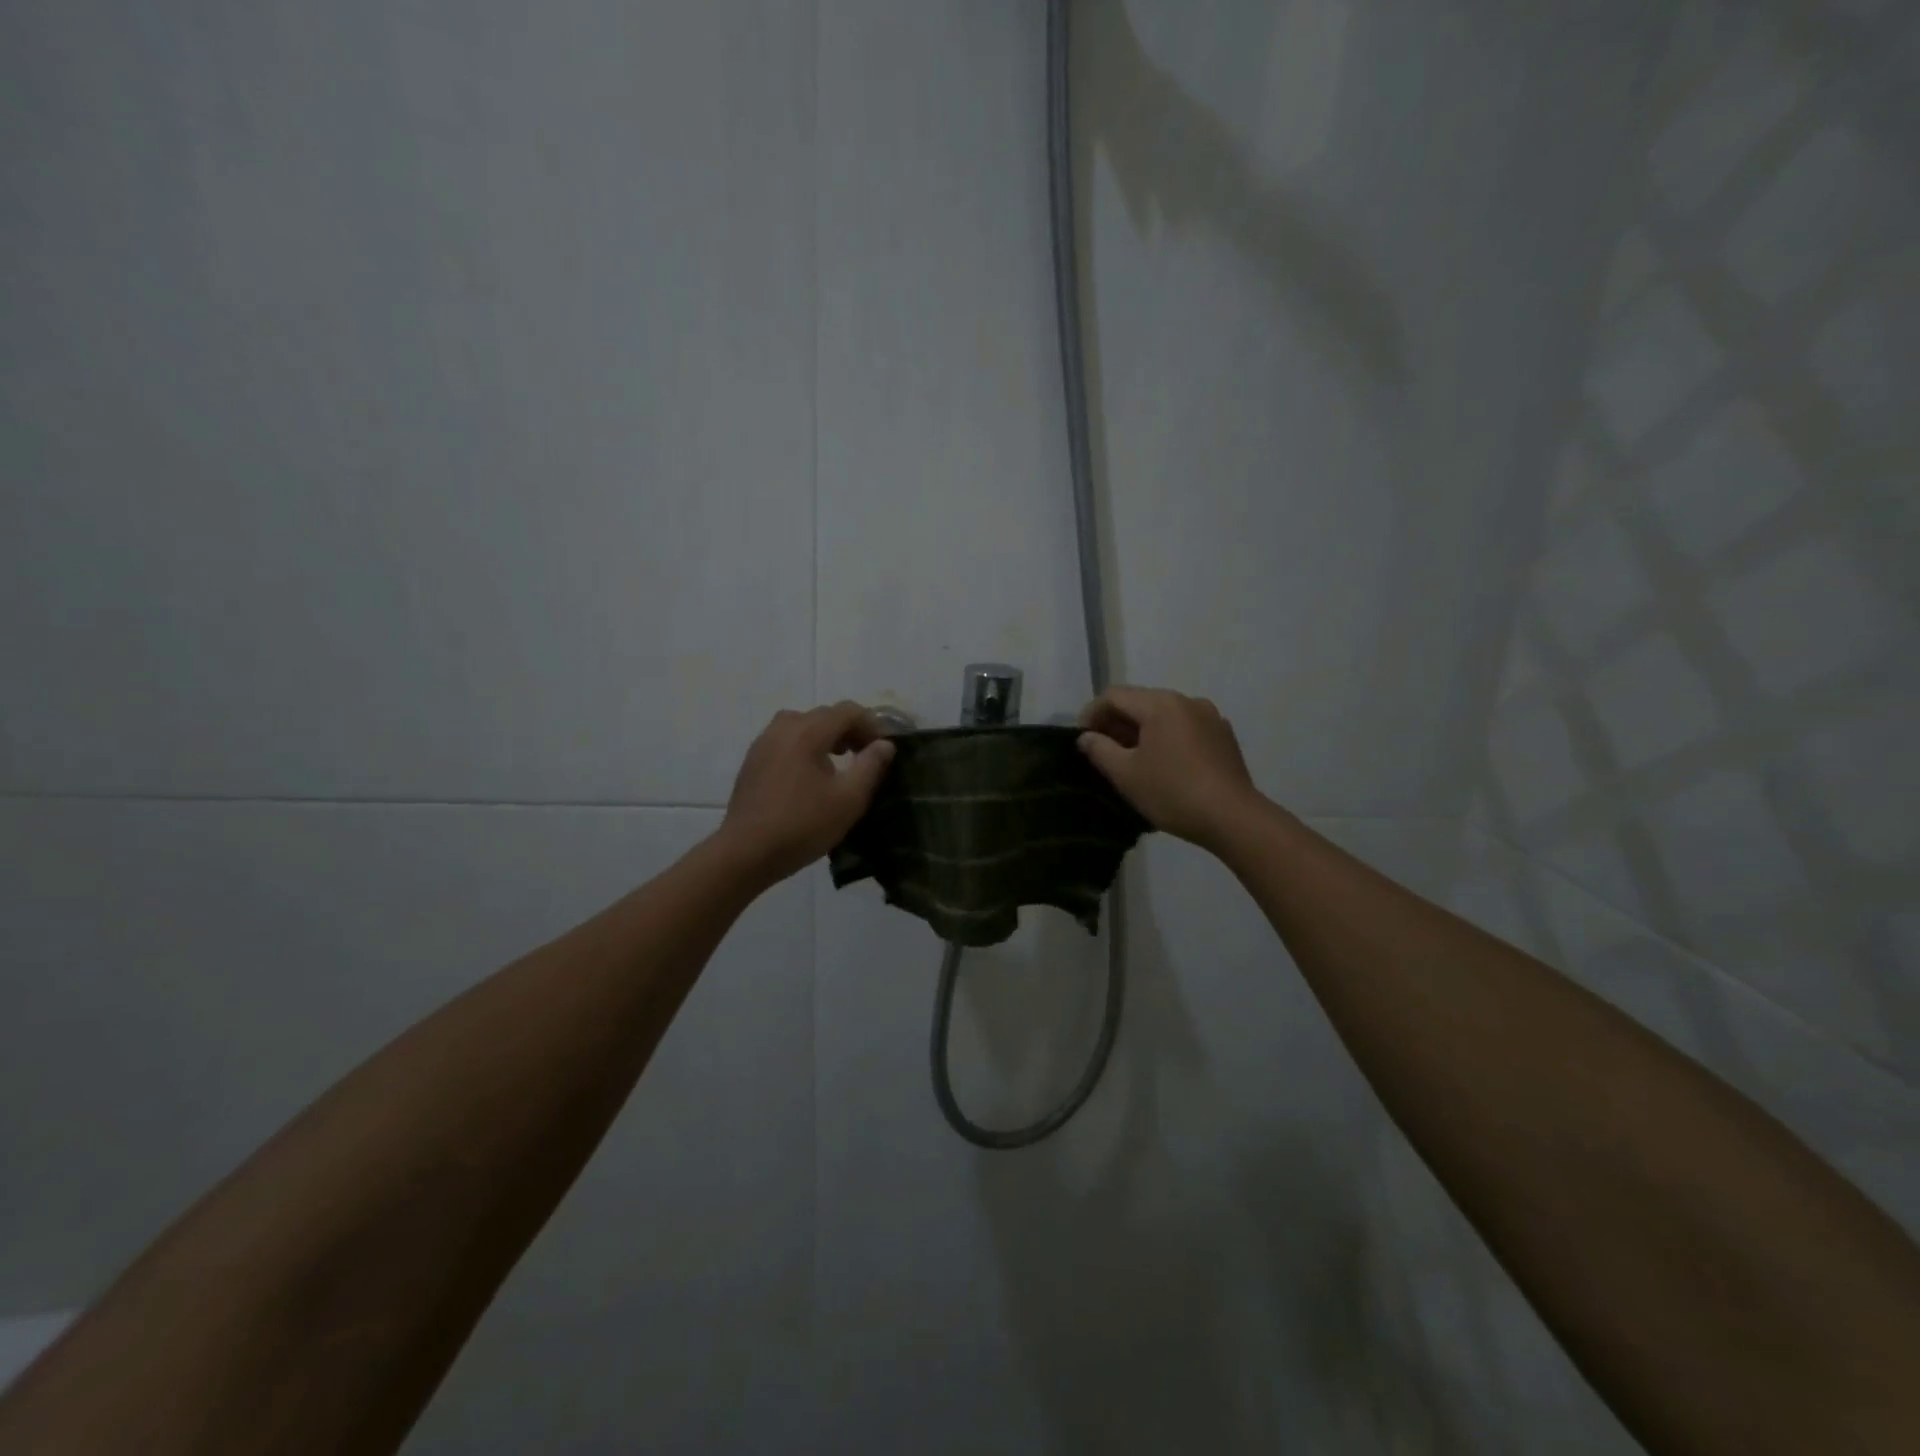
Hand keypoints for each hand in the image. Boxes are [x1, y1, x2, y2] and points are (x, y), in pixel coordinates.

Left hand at [718, 702, 895, 884]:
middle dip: (850, 730)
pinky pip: (785, 740)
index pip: (848, 711)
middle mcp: (784, 728)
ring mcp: (763, 742)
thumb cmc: (803, 825)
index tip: (883, 750)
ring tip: (838, 762)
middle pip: (824, 715)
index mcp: (808, 731)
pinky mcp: (752, 760)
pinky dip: (804, 746)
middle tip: (865, 757)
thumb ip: (871, 766)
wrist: (746, 852)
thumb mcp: (849, 799)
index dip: (872, 725)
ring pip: (802, 725)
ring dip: (826, 736)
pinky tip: (809, 776)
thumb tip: (884, 744)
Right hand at [1078, 686, 1259, 850]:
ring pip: (1164, 714)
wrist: (1233, 818)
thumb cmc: (1172, 793)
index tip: (1081, 740)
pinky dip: (1166, 737)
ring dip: (1142, 730)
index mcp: (1160, 704)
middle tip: (1102, 750)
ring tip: (1131, 759)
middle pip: (1140, 701)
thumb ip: (1099, 750)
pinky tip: (1163, 764)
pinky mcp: (1224, 735)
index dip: (1091, 714)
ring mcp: (1210, 716)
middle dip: (1116, 722)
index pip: (1114, 696)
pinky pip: (1185, 727)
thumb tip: (1086, 737)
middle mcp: (1186, 700)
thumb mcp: (1126, 774)